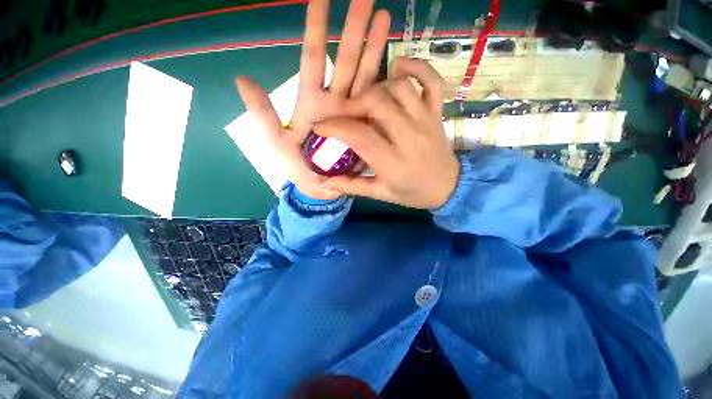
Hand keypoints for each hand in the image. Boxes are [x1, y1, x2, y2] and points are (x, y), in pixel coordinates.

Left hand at [235, 0, 390, 199]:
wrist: (319, 186)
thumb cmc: (297, 167)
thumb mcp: (276, 141)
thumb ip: (262, 114)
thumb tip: (241, 78)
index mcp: (311, 102)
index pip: (313, 58)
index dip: (316, 28)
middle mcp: (334, 102)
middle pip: (344, 60)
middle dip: (354, 28)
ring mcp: (352, 113)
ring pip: (364, 75)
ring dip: (373, 48)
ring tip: (385, 19)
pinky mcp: (365, 127)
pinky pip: (375, 104)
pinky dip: (384, 84)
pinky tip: (395, 66)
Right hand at [316, 57, 459, 209]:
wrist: (449, 188)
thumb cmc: (413, 193)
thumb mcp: (381, 194)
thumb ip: (352, 186)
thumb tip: (326, 181)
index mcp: (393, 162)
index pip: (360, 136)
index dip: (335, 126)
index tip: (321, 126)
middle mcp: (409, 137)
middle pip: (377, 103)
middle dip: (354, 104)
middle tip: (346, 114)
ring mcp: (426, 120)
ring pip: (399, 87)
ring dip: (378, 88)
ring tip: (369, 101)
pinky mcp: (437, 112)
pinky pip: (431, 80)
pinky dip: (415, 66)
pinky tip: (397, 68)